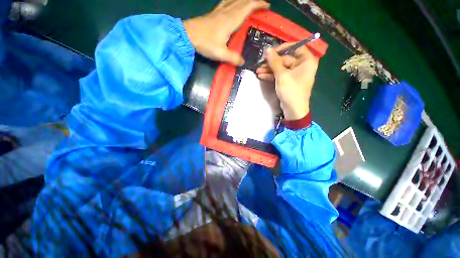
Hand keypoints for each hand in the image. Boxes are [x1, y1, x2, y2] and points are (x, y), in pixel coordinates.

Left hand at [183, 0, 269, 65]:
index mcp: (231, 20)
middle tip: (261, 6)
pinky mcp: (214, 14)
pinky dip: (234, 2)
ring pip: (234, 0)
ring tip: (250, 4)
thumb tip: (242, 62)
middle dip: (254, 1)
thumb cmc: (205, 43)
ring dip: (244, 0)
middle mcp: (227, 12)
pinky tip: (233, 4)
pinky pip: (226, 3)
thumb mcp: (220, 53)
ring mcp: (219, 11)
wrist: (187, 35)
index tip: (267, 7)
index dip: (258, 4)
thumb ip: (233, 58)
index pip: (248, 7)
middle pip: (243, 1)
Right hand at [256, 43, 318, 119]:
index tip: (271, 52)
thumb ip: (274, 62)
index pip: (295, 47)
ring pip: (280, 68)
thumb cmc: (291, 91)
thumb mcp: (282, 75)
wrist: (293, 110)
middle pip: (285, 59)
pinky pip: (280, 75)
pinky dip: (271, 75)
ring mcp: (294, 74)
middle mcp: (302, 65)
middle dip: (271, 62)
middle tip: (260, 63)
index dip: (282, 48)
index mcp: (306, 61)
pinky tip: (261, 75)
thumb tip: (267, 49)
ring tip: (258, 71)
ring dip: (269, 69)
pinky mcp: (288, 81)